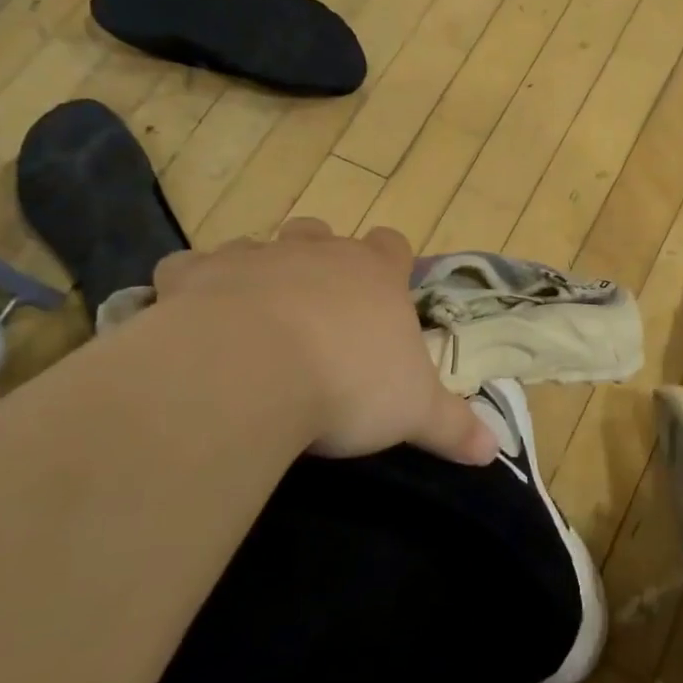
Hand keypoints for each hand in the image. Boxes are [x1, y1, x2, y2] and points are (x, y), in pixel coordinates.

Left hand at [152, 220, 498, 465]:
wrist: (251, 371)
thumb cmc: (349, 383)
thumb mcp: (414, 412)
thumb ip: (455, 427)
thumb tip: (495, 450)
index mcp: (373, 274)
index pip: (391, 245)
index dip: (390, 263)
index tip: (385, 289)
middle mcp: (315, 253)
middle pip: (320, 233)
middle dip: (318, 258)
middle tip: (316, 306)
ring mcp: (254, 257)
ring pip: (256, 245)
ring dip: (256, 272)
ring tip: (252, 317)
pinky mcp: (195, 276)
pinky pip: (187, 269)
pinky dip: (189, 289)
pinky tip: (189, 320)